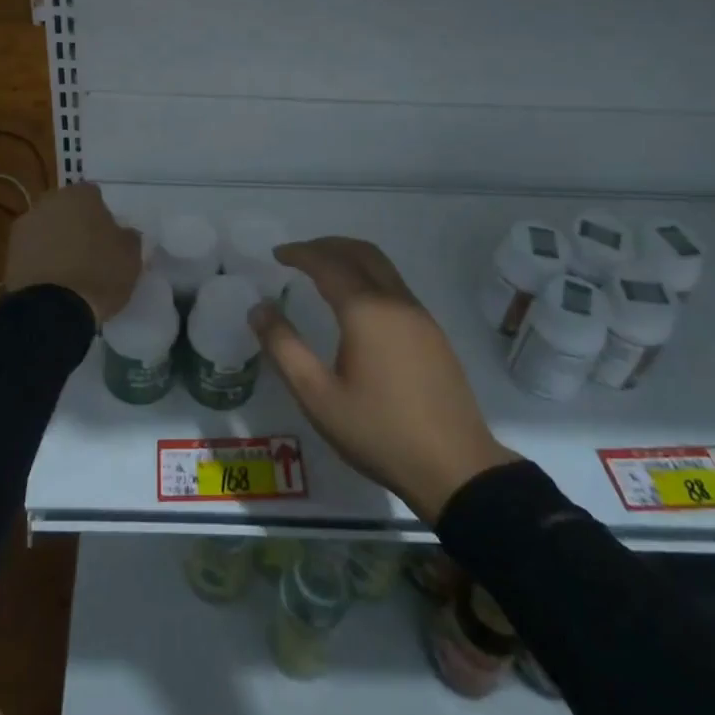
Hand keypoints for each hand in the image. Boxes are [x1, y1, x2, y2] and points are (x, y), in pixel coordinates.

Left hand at [4, 183, 140, 324]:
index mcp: (80, 195)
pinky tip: (52, 281)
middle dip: (76, 224)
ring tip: (69, 270)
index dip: (103, 215)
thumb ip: (128, 237)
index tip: (109, 237)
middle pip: (67, 209)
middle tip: (89, 251)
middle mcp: (49, 202)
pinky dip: (41, 260)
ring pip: (47, 228)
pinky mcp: (9, 252)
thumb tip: (123, 233)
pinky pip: (32, 251)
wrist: (52, 310)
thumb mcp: (131, 256)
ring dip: (56, 241)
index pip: (94, 195)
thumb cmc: (99, 274)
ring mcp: (25, 226)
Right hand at [250, 237, 520, 521]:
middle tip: (298, 255)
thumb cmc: (379, 432)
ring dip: (350, 257)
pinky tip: (357, 303)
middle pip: (360, 252)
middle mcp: (395, 301)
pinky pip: (395, 286)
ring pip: (382, 266)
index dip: (300, 253)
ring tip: (323, 271)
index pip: (328, 264)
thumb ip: (284, 348)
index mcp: (366, 311)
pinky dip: (369, 276)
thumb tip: (259, 308)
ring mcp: (420, 316)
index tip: (277, 254)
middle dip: (327, 245)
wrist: (456, 468)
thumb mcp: (318, 397)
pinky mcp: (433, 334)